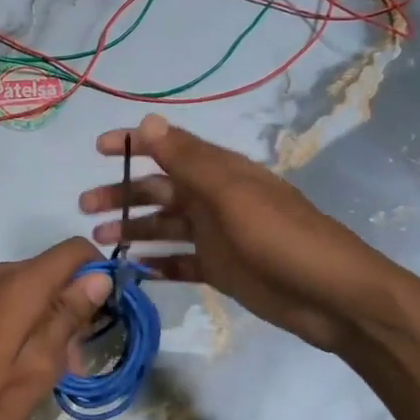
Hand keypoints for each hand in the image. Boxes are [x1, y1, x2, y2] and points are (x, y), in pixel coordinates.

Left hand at [0, 239, 112, 419]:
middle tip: (76, 360)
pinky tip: (30, 364)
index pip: (74, 250)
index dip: (100, 272)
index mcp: (19, 284)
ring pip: (38, 289)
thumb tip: (100, 275)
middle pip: (56, 271)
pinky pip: (16, 300)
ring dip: (56, 321)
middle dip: (77, 307)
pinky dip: (33, 323)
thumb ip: (68, 316)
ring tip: (55, 372)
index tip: (108, 312)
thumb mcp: (37, 367)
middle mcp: (0, 275)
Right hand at [78, 114, 412, 353]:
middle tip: (84, 207)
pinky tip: (133, 269)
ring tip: (99, 240)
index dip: (133, 144)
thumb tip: (147, 121)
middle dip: (122, 193)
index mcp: (219, 173)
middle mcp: (214, 199)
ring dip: (133, 228)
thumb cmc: (282, 239)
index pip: (168, 148)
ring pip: (164, 226)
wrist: (334, 298)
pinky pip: (179, 261)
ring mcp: (217, 236)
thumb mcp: (232, 195)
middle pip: (158, 190)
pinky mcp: (221, 269)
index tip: (98, 149)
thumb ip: (188, 160)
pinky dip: (157, 263)